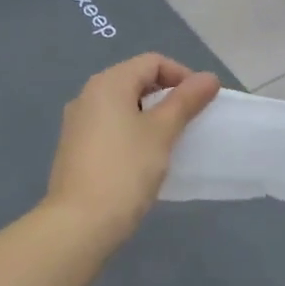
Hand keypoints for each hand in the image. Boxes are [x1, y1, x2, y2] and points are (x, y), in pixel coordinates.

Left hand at [45, 54, 220, 250]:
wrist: (79, 223)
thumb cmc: (125, 170)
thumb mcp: (162, 132)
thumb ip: (185, 101)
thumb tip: (209, 77)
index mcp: (108, 83)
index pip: (152, 62)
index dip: (182, 75)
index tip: (202, 102)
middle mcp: (88, 94)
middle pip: (135, 79)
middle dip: (166, 95)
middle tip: (189, 121)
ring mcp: (77, 122)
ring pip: (122, 105)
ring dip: (150, 115)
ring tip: (170, 140)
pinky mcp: (75, 147)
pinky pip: (110, 126)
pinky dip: (131, 131)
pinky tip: (144, 157)